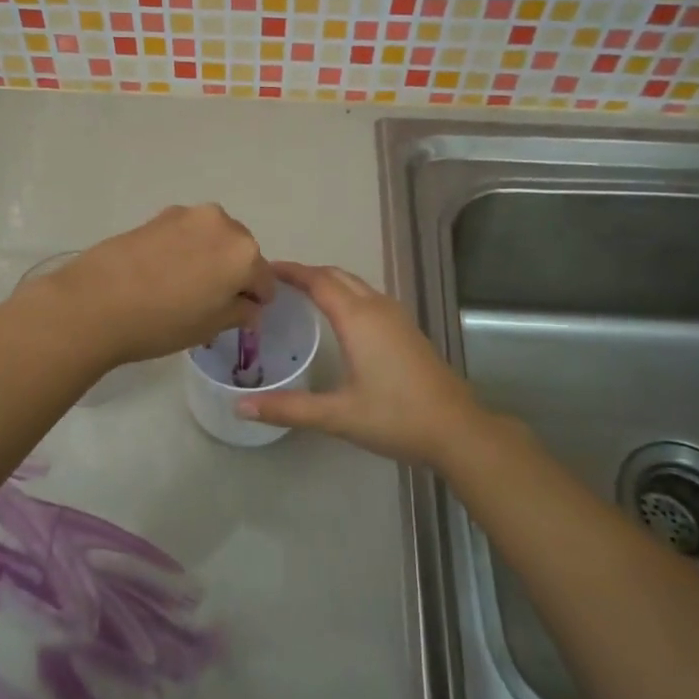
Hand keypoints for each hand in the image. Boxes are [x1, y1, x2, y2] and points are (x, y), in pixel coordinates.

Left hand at [36, 205, 274, 367]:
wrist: (95, 303)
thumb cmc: (162, 321)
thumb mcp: (210, 326)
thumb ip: (239, 312)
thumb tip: (248, 306)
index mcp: (244, 253)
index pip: (264, 279)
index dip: (256, 300)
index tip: (242, 315)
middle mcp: (221, 224)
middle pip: (240, 251)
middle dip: (234, 273)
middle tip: (212, 301)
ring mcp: (187, 216)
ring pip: (212, 239)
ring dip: (208, 258)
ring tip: (184, 286)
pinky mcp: (158, 216)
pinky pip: (185, 234)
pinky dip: (185, 250)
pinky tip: (163, 273)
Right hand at [234, 262, 498, 468]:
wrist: (457, 429)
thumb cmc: (396, 417)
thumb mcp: (338, 415)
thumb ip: (288, 408)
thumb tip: (241, 407)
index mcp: (358, 318)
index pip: (317, 280)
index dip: (289, 271)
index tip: (262, 269)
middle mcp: (377, 307)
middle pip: (336, 276)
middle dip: (306, 273)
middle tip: (274, 283)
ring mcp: (396, 317)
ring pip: (355, 285)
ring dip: (327, 282)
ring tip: (299, 295)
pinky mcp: (407, 329)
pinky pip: (368, 297)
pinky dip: (345, 295)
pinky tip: (336, 318)